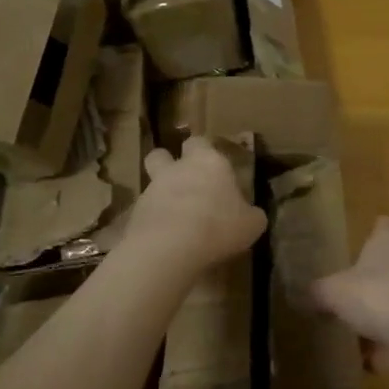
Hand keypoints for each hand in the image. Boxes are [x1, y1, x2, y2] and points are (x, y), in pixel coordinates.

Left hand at [126, 136, 266, 270]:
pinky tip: (165, 239)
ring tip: (175, 218)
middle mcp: (177, 169)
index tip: (212, 166)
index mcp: (208, 162)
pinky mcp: (136, 213)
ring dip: (161, 195)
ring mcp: (152, 189)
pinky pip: (145, 211)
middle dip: (168, 163)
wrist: (171, 246)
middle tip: (183, 183)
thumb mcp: (251, 224)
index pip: (200, 142)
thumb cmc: (219, 226)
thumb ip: (250, 214)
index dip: (203, 151)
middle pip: (162, 154)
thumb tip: (252, 214)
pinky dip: (153, 220)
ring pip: (152, 183)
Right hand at [310, 217, 388, 365]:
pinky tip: (364, 360)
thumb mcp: (333, 292)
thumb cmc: (376, 295)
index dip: (371, 232)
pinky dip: (387, 346)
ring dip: (381, 315)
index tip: (358, 244)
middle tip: (347, 292)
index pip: (382, 226)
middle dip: (372, 278)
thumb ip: (320, 291)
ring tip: (351, 330)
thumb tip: (310, 293)